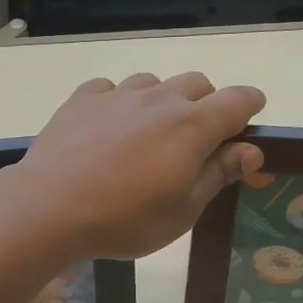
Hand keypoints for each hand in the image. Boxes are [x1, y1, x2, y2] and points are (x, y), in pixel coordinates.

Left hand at [11, 73, 266, 259]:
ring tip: (149, 133)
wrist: (50, 207)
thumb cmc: (125, 218)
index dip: (250, 105)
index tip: (252, 115)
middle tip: (197, 137)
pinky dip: (119, 103)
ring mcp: (118, 95)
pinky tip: (108, 128)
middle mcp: (159, 99)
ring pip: (153, 83)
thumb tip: (251, 150)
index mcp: (192, 126)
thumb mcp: (183, 209)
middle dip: (207, 103)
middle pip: (197, 83)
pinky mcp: (83, 99)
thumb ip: (218, 174)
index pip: (237, 100)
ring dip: (162, 101)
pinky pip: (111, 89)